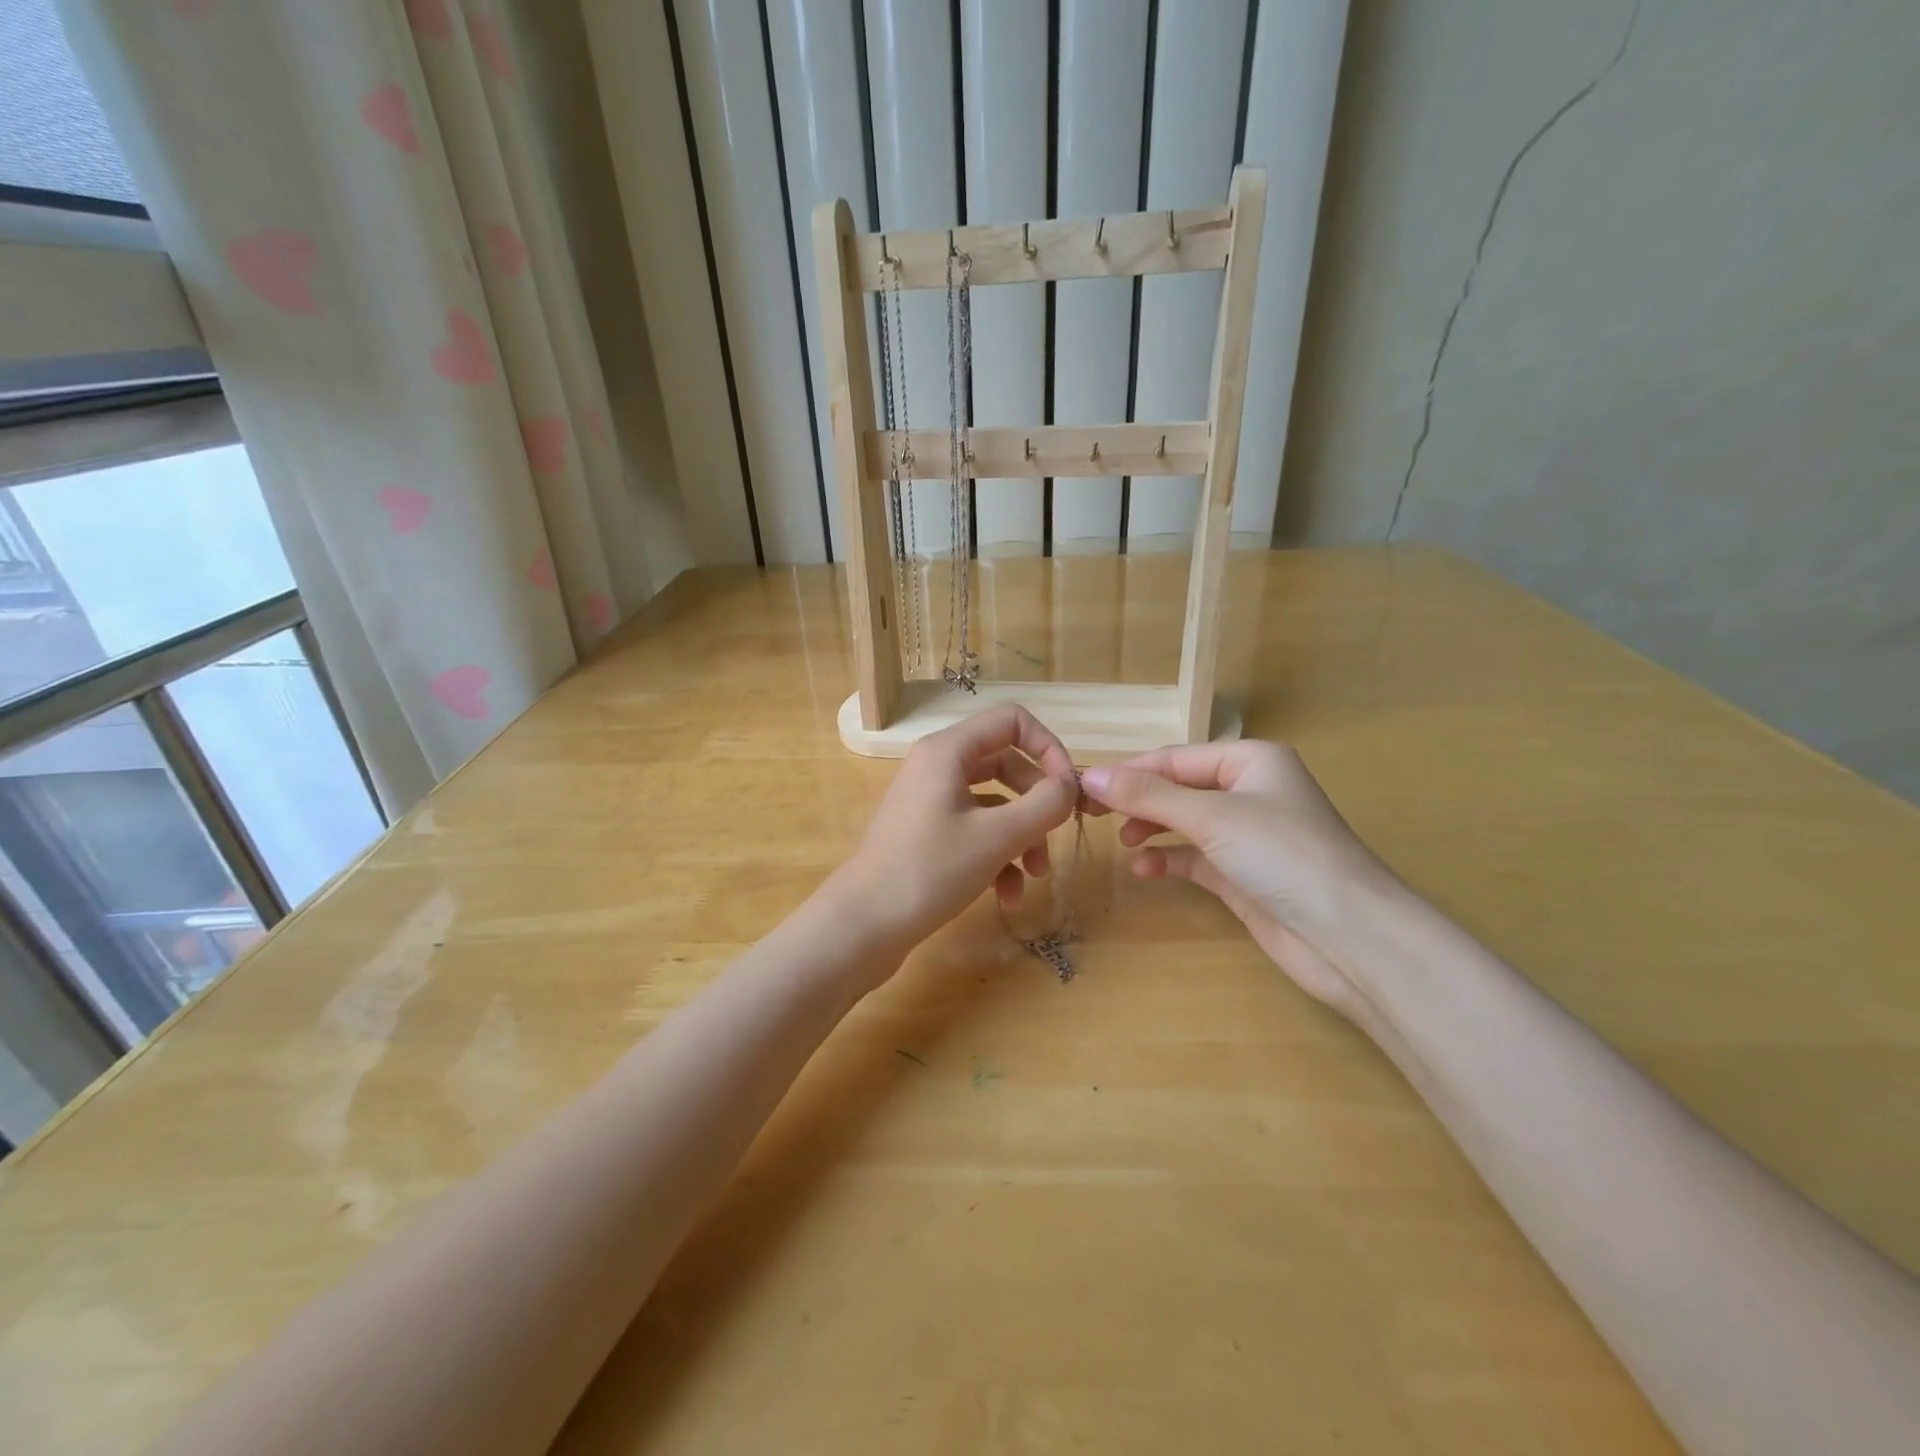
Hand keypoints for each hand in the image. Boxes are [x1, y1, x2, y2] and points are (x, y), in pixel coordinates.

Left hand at [828, 704, 1080, 959]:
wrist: (863, 925)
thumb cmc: (930, 871)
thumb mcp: (997, 837)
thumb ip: (1044, 805)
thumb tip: (1071, 786)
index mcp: (948, 750)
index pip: (1012, 720)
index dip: (1048, 747)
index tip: (1068, 789)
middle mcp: (937, 767)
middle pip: (1006, 764)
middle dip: (1037, 803)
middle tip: (1056, 835)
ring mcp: (930, 801)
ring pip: (994, 804)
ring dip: (1022, 837)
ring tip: (1035, 877)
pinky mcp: (928, 834)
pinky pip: (975, 831)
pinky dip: (997, 857)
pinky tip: (1007, 897)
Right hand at [1080, 742, 1401, 1018]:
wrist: (1349, 937)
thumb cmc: (1282, 855)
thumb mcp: (1210, 816)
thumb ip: (1148, 796)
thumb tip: (1089, 775)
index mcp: (1251, 761)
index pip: (1175, 758)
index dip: (1129, 772)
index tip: (1082, 788)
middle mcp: (1250, 792)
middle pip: (1178, 788)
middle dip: (1138, 800)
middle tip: (1092, 814)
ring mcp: (1248, 836)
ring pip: (1185, 822)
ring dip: (1152, 828)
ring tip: (1123, 842)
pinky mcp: (1244, 876)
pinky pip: (1195, 858)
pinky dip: (1169, 860)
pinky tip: (1145, 870)